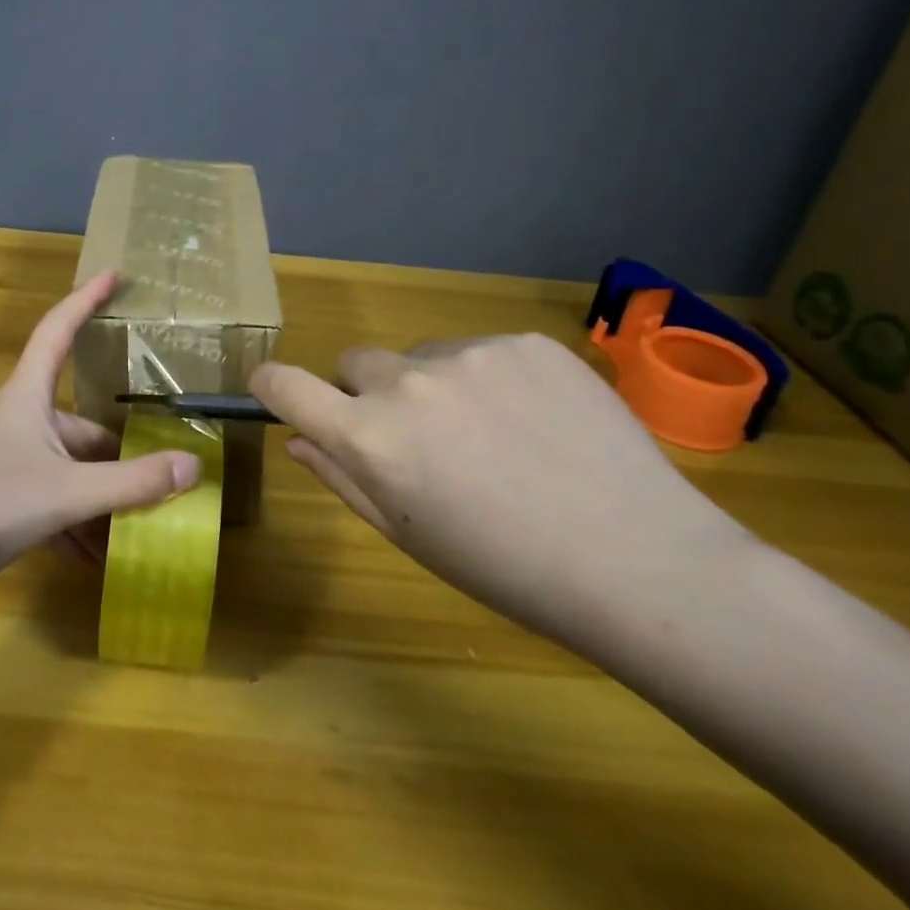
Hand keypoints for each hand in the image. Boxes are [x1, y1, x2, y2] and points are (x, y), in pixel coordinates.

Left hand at [0, 271, 199, 595]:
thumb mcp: (66, 492)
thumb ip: (131, 482)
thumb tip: (194, 466)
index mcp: (29, 397)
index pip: (58, 330)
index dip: (86, 299)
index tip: (114, 273)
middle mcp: (20, 420)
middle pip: (82, 423)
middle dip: (121, 454)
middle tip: (165, 475)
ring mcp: (7, 460)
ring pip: (70, 468)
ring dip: (102, 497)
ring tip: (139, 527)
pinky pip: (51, 500)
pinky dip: (75, 523)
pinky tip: (94, 557)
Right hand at [251, 334, 752, 649]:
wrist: (638, 560)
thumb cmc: (505, 567)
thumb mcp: (408, 535)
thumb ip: (341, 477)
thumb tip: (296, 437)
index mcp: (370, 437)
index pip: (285, 385)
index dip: (271, 384)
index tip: (275, 390)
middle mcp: (408, 382)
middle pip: (355, 362)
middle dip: (369, 394)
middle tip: (418, 440)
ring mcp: (471, 353)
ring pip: (423, 356)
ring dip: (434, 386)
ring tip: (493, 436)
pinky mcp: (525, 341)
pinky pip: (481, 350)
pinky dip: (490, 378)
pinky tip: (535, 421)